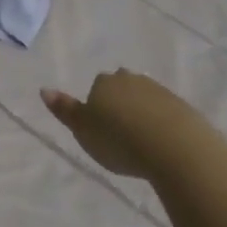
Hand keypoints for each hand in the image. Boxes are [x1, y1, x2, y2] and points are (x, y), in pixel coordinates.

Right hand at [41, 69, 222, 183]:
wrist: (175, 147)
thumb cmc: (119, 140)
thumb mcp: (83, 130)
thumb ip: (65, 110)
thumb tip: (44, 89)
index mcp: (105, 82)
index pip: (97, 87)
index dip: (97, 107)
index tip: (101, 129)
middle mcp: (131, 79)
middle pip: (122, 87)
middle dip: (120, 104)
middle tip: (120, 133)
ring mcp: (159, 90)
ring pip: (144, 98)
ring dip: (142, 113)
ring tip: (141, 141)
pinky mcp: (182, 106)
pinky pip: (166, 112)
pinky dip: (162, 123)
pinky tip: (161, 143)